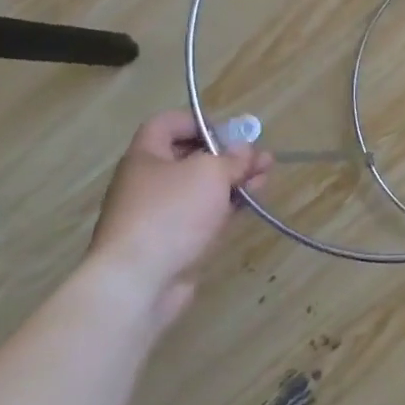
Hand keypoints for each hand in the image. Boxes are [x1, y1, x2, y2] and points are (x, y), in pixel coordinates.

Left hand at [83, 112, 271, 327]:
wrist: (139, 282)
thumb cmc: (171, 214)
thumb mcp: (210, 173)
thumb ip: (232, 158)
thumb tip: (244, 150)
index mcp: (146, 157)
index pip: (167, 124)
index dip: (199, 122)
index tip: (230, 133)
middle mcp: (149, 182)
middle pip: (191, 157)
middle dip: (229, 155)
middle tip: (260, 158)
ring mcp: (161, 213)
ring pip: (202, 188)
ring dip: (235, 180)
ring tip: (266, 178)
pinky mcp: (174, 240)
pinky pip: (204, 214)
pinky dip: (227, 206)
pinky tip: (252, 202)